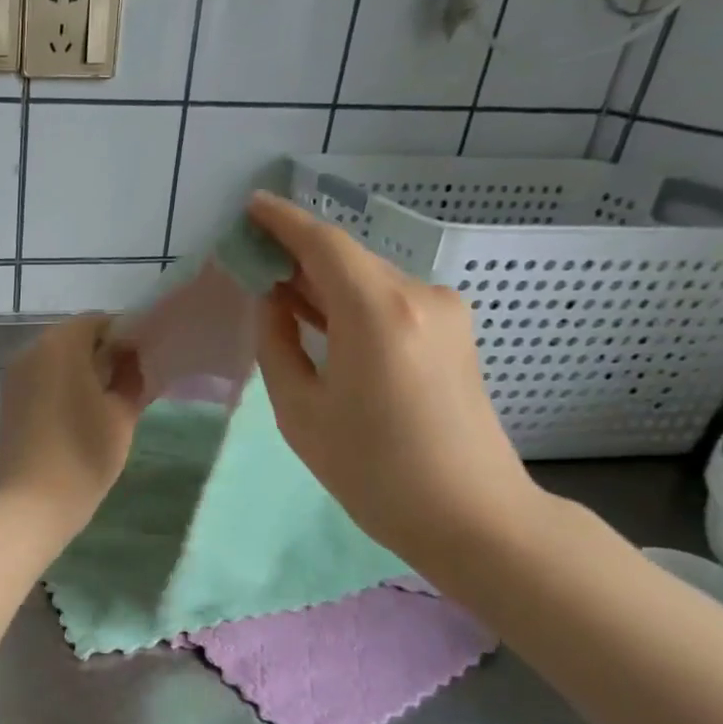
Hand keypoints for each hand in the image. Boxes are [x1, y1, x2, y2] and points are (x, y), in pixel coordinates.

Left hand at [0, 315, 144, 541]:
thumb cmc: (83, 454)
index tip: (145, 362)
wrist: (31, 504)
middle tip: (131, 383)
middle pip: (75, 338)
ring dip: (82, 371)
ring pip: (57, 359)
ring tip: (108, 402)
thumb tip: (134, 358)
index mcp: (61, 344)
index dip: (126, 336)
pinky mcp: (9, 400)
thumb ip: (132, 377)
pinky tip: (81, 415)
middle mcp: (32, 350)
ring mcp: (15, 376)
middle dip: (104, 354)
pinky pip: (42, 379)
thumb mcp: (121, 415)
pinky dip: (62, 386)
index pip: (99, 322)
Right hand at [247, 191, 542, 567]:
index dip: (282, 221)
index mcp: (378, 312)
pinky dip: (350, 302)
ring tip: (276, 289)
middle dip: (297, 254)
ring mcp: (445, 313)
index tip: (250, 207)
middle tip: (251, 260)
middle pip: (347, 259)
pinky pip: (390, 302)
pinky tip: (320, 317)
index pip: (323, 244)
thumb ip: (277, 344)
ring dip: (322, 282)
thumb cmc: (373, 471)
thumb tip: (273, 301)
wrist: (472, 516)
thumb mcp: (301, 411)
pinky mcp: (454, 334)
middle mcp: (419, 296)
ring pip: (369, 280)